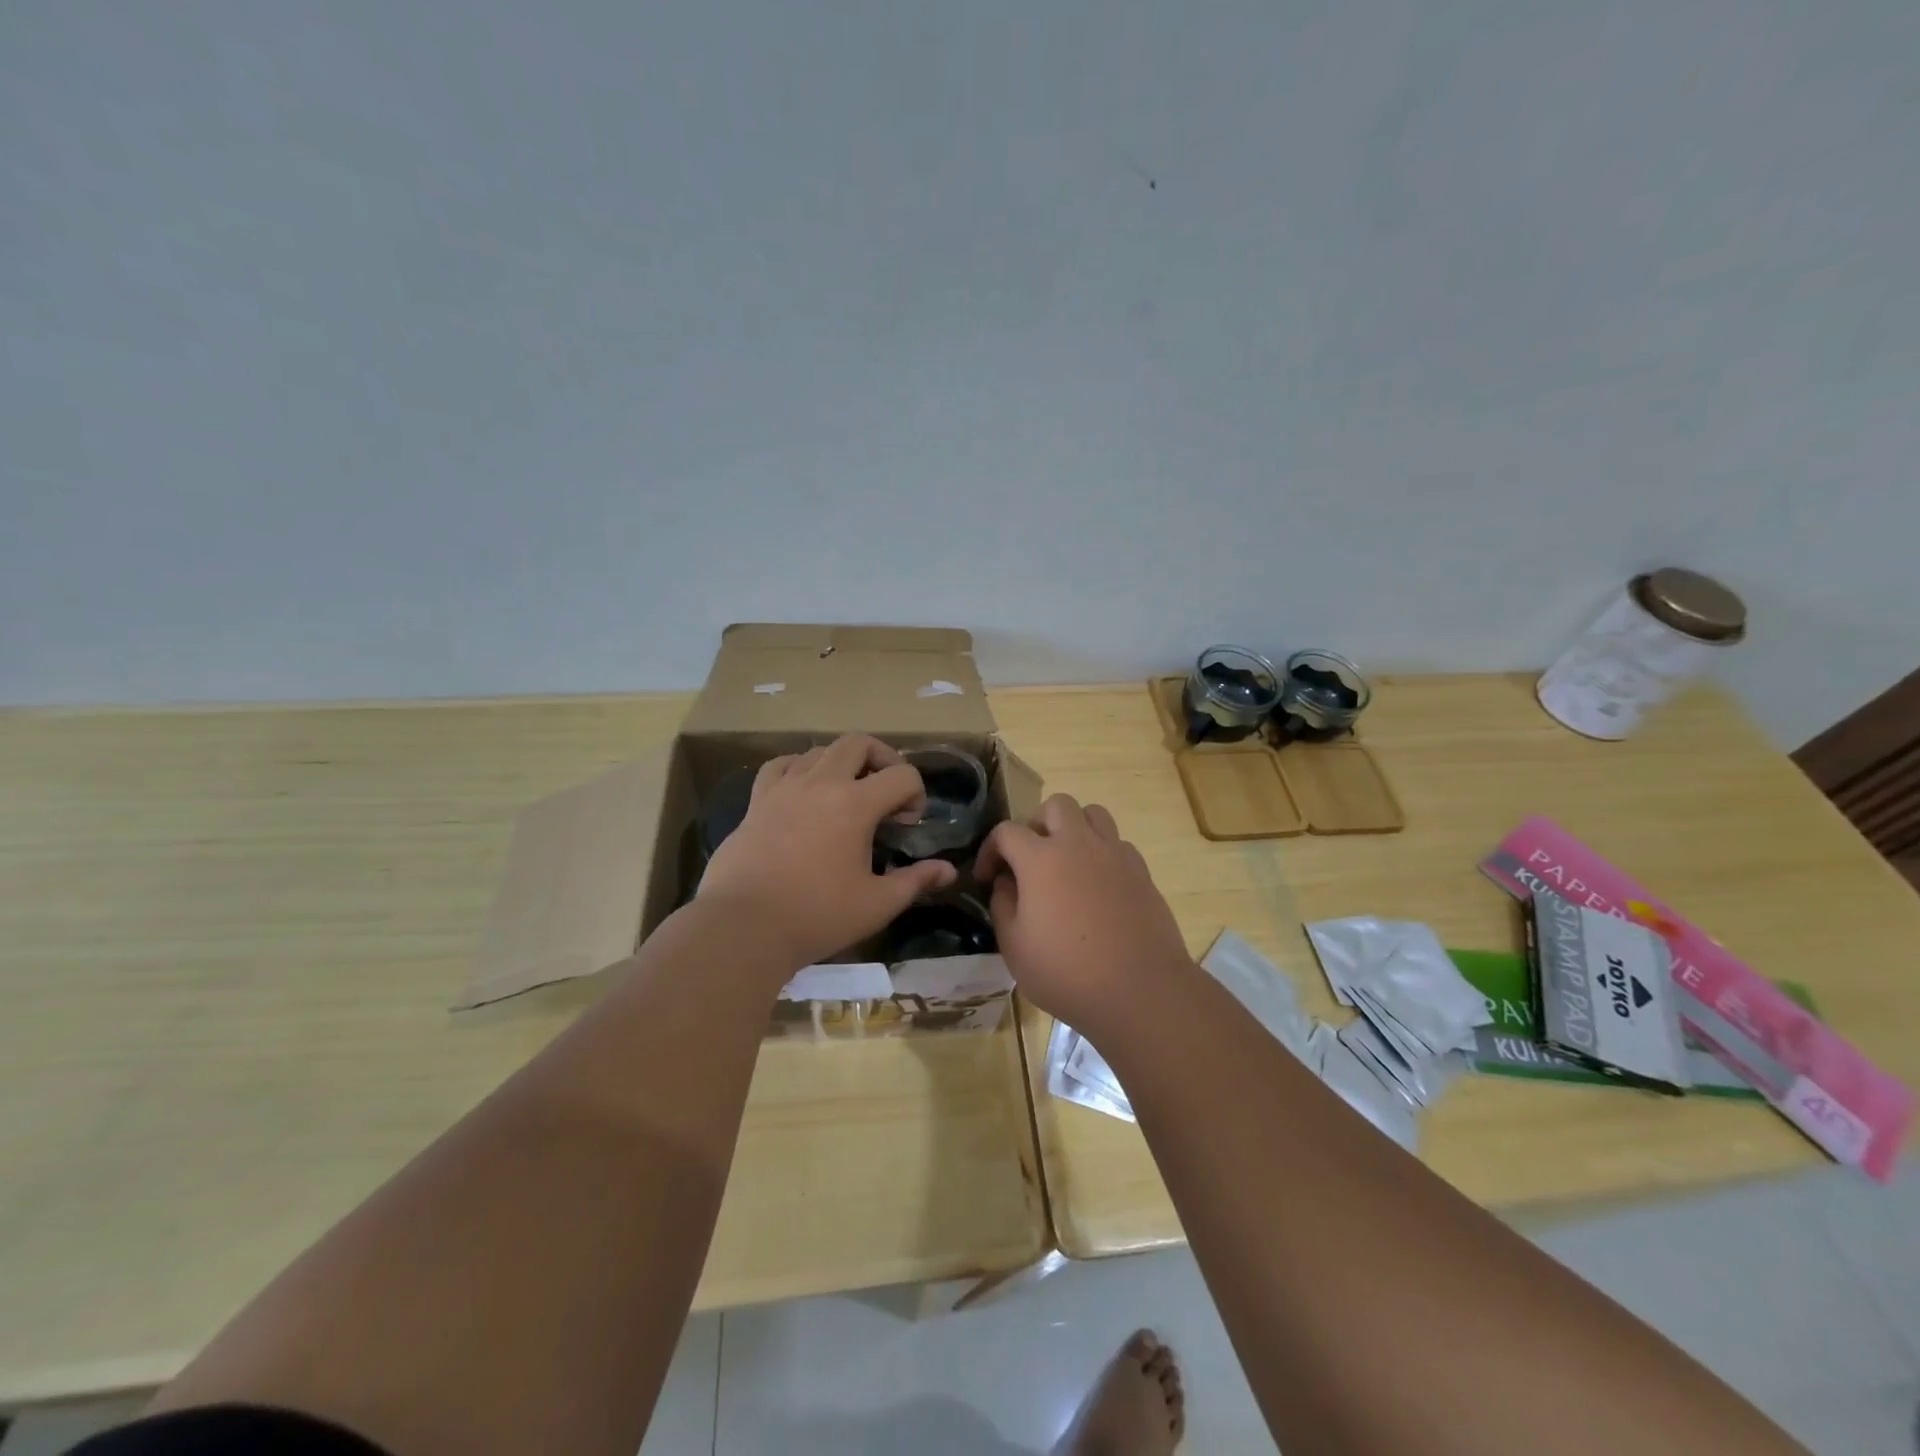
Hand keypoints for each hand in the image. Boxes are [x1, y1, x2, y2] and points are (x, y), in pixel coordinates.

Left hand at [697, 735, 957, 968]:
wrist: (743, 927)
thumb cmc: (817, 916)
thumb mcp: (877, 904)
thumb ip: (916, 881)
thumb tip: (949, 870)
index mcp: (855, 804)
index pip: (902, 775)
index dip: (916, 794)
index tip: (909, 824)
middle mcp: (820, 783)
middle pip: (858, 743)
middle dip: (883, 759)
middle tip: (887, 790)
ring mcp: (784, 788)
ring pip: (819, 750)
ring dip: (842, 763)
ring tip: (847, 792)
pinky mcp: (757, 801)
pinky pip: (780, 766)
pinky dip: (799, 768)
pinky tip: (803, 789)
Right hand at [973, 794, 1192, 1033]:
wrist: (1140, 990)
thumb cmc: (1067, 972)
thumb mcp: (1014, 946)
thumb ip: (1003, 904)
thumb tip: (1005, 881)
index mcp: (1041, 858)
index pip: (1006, 831)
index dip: (990, 849)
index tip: (986, 877)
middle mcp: (1078, 844)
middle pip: (1056, 806)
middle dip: (1036, 825)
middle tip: (1031, 859)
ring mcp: (1114, 854)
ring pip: (1092, 814)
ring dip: (1074, 829)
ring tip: (1067, 862)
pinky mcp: (1141, 871)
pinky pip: (1117, 843)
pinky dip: (1102, 853)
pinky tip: (1097, 885)